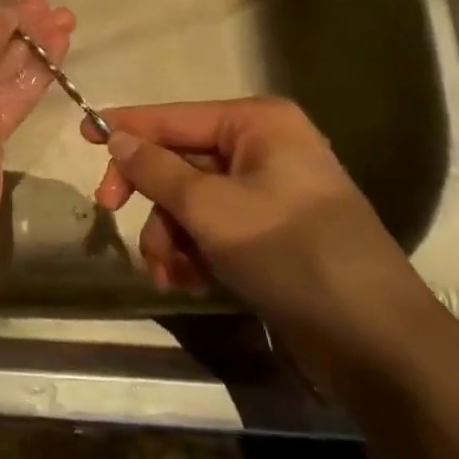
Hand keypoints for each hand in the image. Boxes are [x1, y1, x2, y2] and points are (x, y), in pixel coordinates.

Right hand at [83, 98, 442, 385]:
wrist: (376, 341)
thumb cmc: (291, 254)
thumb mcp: (211, 209)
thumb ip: (157, 170)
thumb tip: (117, 137)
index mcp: (258, 124)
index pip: (173, 117)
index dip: (126, 126)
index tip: (82, 136)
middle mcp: (264, 148)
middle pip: (180, 161)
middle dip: (152, 199)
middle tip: (111, 213)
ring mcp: (269, 192)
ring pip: (191, 202)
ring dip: (170, 236)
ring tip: (170, 273)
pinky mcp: (271, 233)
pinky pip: (214, 228)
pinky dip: (194, 252)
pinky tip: (189, 282)